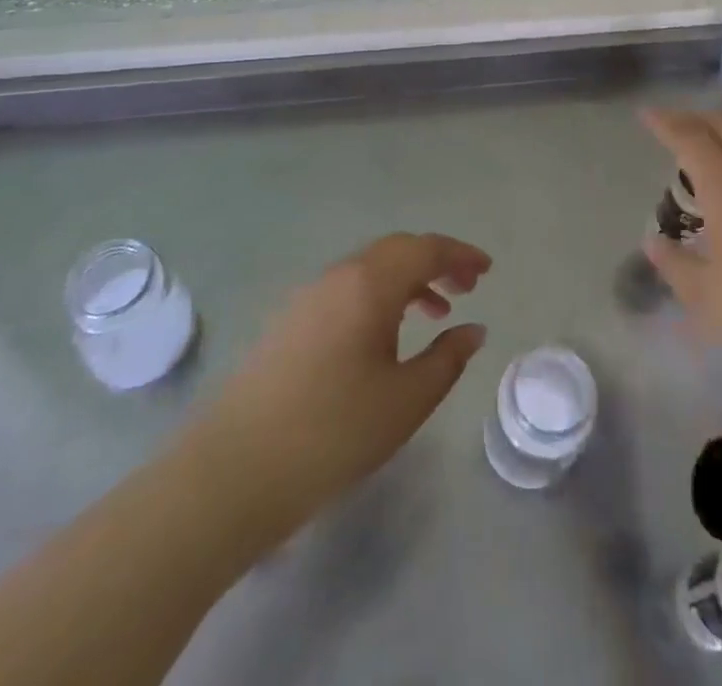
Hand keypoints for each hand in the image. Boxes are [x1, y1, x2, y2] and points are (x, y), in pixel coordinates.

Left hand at [194, 233, 490, 517]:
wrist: (233, 471)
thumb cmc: (333, 432)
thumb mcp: (405, 400)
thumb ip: (447, 358)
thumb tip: (474, 329)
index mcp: (369, 284)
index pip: (425, 249)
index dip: (460, 254)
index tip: (488, 269)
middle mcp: (338, 276)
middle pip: (397, 250)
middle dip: (435, 261)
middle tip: (467, 285)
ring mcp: (309, 296)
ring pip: (370, 269)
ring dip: (407, 279)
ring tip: (436, 309)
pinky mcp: (291, 321)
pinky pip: (348, 288)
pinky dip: (379, 296)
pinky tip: (387, 334)